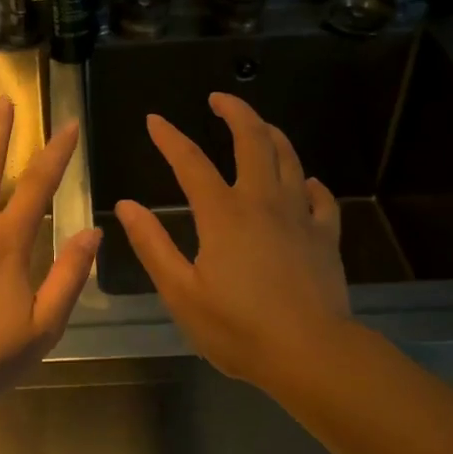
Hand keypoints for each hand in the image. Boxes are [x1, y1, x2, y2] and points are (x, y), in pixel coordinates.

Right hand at [115, 92, 350, 389]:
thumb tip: (127, 205)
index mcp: (223, 214)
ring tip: (259, 125)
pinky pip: (321, 198)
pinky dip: (309, 183)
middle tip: (220, 98)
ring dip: (272, 135)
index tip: (154, 120)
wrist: (311, 354)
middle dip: (235, 112)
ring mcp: (299, 217)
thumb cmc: (238, 328)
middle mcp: (263, 202)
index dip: (170, 137)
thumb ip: (153, 245)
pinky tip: (305, 183)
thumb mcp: (181, 292)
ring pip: (289, 159)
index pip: (190, 162)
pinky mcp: (325, 237)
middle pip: (253, 141)